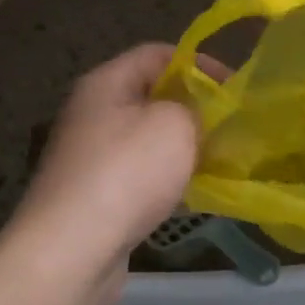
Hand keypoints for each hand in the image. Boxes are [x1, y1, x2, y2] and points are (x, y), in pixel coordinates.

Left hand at [0, 44, 203, 304]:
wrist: (71, 251)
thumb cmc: (127, 173)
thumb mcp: (176, 124)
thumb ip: (195, 108)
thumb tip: (196, 115)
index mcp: (106, 83)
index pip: (158, 53)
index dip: (199, 64)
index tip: (233, 88)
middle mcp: (92, 113)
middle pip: (151, 96)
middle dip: (193, 108)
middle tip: (229, 126)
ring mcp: (89, 157)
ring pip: (146, 140)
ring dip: (181, 148)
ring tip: (218, 160)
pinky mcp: (94, 196)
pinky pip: (138, 176)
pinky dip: (166, 181)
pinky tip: (191, 196)